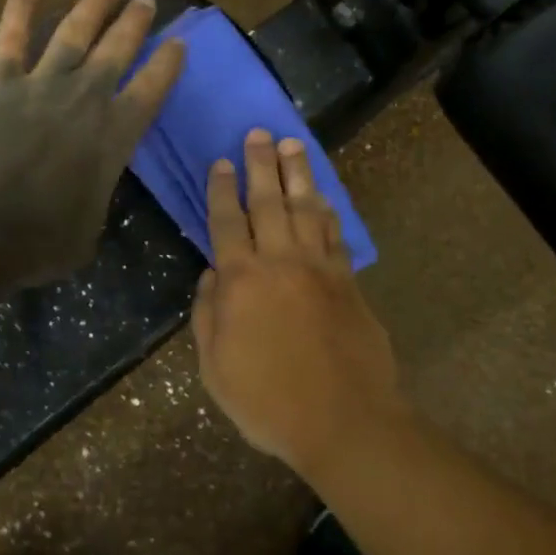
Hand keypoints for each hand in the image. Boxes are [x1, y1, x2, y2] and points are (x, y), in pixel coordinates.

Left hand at [0, 0, 184, 291]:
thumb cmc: (34, 245)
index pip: (151, 89)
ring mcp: (39, 85)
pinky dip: (20, 8)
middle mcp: (84, 100)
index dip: (168, 63)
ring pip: (74, 33)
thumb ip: (97, 196)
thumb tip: (91, 185)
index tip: (179, 42)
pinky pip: (11, 37)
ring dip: (93, 6)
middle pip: (118, 50)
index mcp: (113, 138)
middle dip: (135, 22)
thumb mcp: (88, 232)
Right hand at [192, 129, 401, 475]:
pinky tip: (322, 196)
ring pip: (305, 208)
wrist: (343, 420)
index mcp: (242, 281)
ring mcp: (319, 267)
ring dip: (298, 174)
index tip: (220, 161)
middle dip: (260, 164)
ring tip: (292, 145)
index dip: (220, 190)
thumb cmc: (268, 400)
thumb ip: (208, 315)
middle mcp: (280, 261)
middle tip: (258, 133)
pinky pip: (334, 234)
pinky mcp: (347, 280)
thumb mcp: (215, 368)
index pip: (226, 222)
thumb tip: (212, 273)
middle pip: (268, 201)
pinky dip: (327, 211)